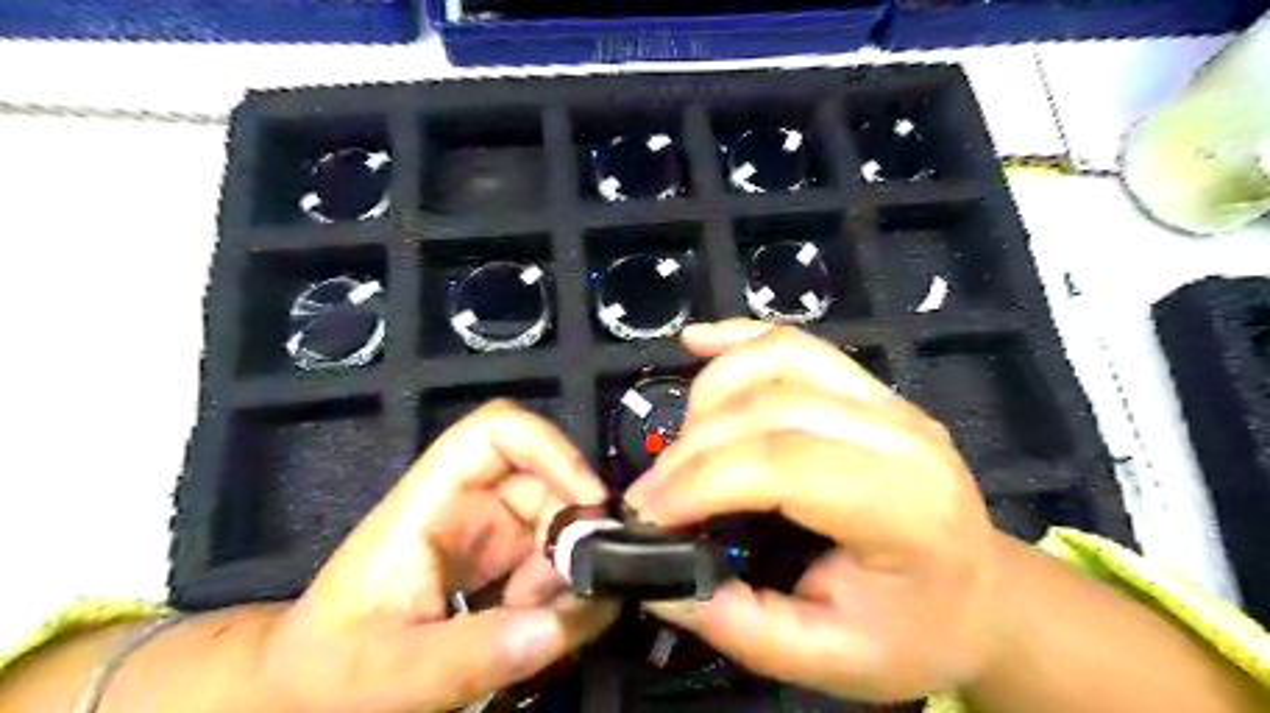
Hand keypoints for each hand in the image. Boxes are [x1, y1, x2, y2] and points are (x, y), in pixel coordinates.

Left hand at [256, 400, 619, 712]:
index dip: (550, 447)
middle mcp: (469, 506)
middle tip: (579, 592)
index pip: (497, 432)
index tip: (591, 499)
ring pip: (558, 527)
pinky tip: (533, 633)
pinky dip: (562, 596)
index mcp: (431, 501)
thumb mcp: (389, 672)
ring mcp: (490, 536)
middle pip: (547, 484)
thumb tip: (562, 624)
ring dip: (568, 576)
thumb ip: (472, 653)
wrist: (305, 695)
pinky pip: (554, 565)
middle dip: (571, 534)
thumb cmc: (327, 670)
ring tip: (540, 627)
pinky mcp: (504, 567)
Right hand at [630, 319, 1007, 700]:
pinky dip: (738, 339)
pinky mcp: (868, 386)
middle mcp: (899, 433)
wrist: (982, 593)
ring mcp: (886, 399)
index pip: (784, 465)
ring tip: (677, 445)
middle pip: (771, 407)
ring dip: (709, 393)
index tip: (646, 513)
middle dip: (691, 446)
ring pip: (778, 358)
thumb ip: (741, 625)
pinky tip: (696, 342)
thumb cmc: (915, 633)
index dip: (702, 480)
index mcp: (904, 507)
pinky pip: (796, 342)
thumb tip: (659, 582)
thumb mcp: (830, 661)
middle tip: (649, 493)